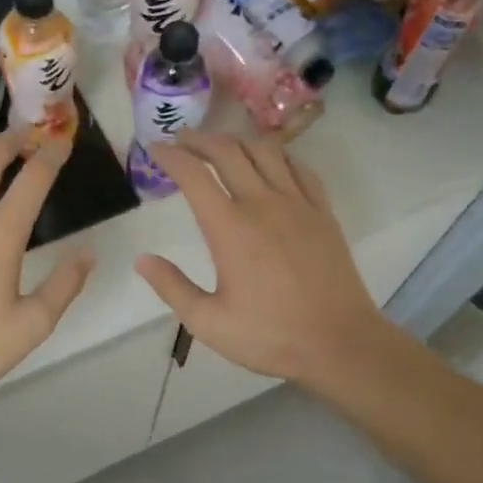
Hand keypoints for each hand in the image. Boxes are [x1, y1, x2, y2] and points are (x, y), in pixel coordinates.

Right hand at [134, 132, 394, 387]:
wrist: (340, 343)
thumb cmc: (271, 336)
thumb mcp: (209, 323)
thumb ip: (172, 287)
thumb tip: (142, 259)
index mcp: (230, 228)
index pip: (194, 175)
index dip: (171, 156)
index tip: (155, 149)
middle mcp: (263, 204)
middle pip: (228, 151)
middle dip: (200, 139)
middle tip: (182, 140)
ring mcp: (298, 204)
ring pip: (266, 150)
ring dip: (238, 141)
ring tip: (223, 147)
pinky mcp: (323, 212)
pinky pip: (300, 168)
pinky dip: (278, 156)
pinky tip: (271, 164)